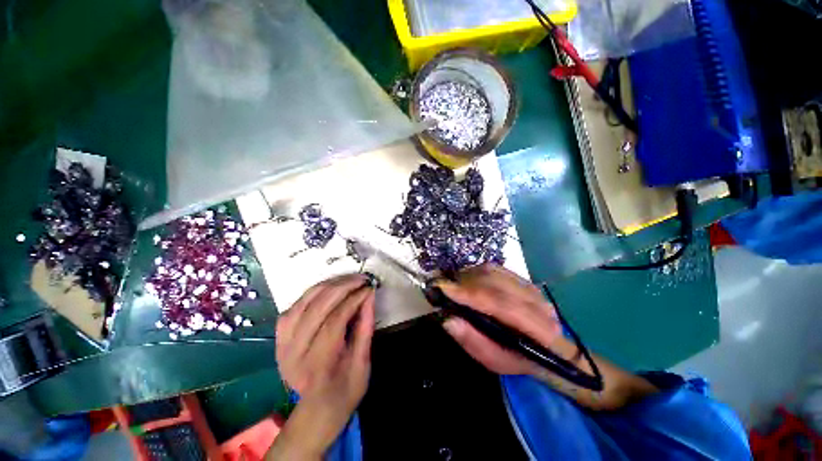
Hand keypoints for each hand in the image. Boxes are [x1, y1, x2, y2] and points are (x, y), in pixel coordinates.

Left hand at [272, 274, 374, 457]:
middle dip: (342, 287)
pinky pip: (295, 305)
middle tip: (361, 279)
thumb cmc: (345, 389)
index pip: (334, 322)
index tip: (369, 288)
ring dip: (328, 285)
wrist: (317, 409)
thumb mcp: (363, 362)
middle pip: (316, 308)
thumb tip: (369, 295)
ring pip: (303, 302)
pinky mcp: (279, 337)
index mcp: (317, 366)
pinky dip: (313, 293)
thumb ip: (365, 326)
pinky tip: (329, 288)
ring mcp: (282, 344)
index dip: (353, 300)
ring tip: (348, 279)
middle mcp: (293, 353)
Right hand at [438, 264, 560, 375]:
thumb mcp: (495, 361)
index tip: (445, 289)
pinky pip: (494, 268)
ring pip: (493, 272)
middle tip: (443, 288)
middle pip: (495, 284)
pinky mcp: (522, 278)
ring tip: (454, 286)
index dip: (471, 295)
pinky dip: (475, 272)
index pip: (503, 305)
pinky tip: (467, 281)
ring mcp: (531, 287)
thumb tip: (448, 320)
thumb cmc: (517, 358)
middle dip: (465, 284)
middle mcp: (538, 302)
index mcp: (540, 331)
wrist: (543, 347)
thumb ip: (473, 341)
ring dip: (469, 277)